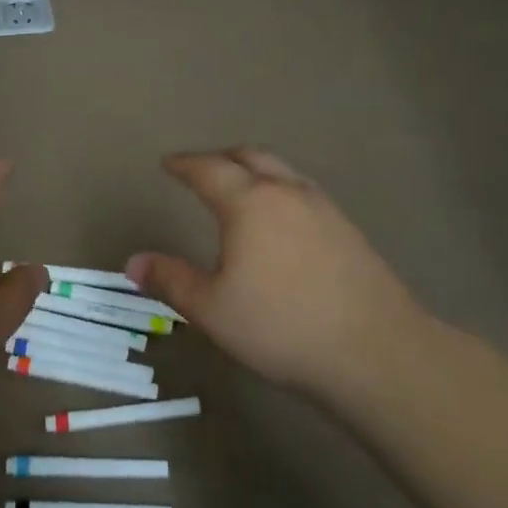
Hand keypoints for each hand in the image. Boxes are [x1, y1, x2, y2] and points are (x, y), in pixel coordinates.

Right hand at [127, 147, 442, 395]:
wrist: (375, 350)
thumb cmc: (280, 326)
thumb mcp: (211, 309)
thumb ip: (170, 280)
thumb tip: (133, 262)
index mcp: (249, 202)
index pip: (208, 169)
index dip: (184, 164)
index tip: (167, 163)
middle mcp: (287, 192)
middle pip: (250, 157)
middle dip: (220, 157)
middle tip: (201, 168)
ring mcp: (323, 208)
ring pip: (282, 171)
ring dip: (254, 170)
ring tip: (240, 188)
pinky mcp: (348, 230)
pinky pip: (303, 193)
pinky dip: (280, 191)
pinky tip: (281, 222)